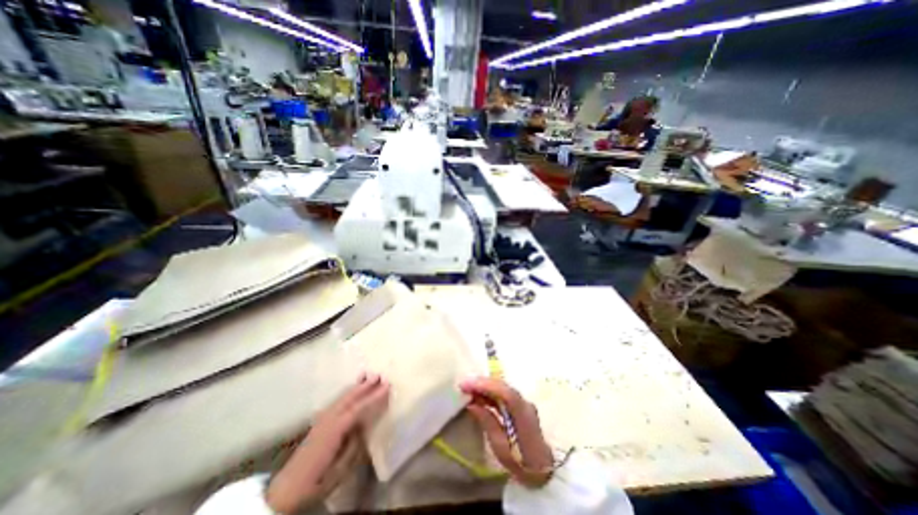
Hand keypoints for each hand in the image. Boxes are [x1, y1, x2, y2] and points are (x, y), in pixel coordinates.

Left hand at [269, 372, 389, 511]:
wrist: (286, 490)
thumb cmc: (316, 481)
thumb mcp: (339, 469)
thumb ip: (354, 445)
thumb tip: (364, 425)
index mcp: (334, 431)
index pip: (358, 408)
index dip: (373, 397)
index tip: (387, 386)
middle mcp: (328, 420)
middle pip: (349, 398)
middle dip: (365, 386)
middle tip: (379, 375)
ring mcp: (322, 419)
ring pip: (342, 397)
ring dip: (356, 386)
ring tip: (367, 375)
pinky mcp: (319, 422)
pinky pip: (336, 401)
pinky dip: (347, 392)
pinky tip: (352, 389)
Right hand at [460, 379, 550, 485]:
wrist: (542, 469)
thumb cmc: (520, 462)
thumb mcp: (500, 447)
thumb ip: (487, 422)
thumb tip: (471, 404)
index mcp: (522, 414)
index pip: (504, 392)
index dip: (485, 385)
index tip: (467, 385)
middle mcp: (525, 402)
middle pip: (503, 386)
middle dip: (482, 382)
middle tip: (464, 385)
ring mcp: (523, 402)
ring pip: (503, 387)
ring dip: (485, 385)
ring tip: (468, 388)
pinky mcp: (520, 404)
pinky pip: (503, 393)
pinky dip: (490, 391)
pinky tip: (479, 394)